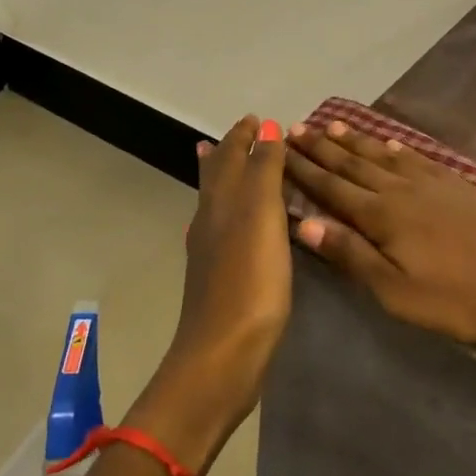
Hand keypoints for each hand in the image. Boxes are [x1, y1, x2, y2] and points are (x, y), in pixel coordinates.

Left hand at [131, 115, 291, 471]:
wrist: (223, 356)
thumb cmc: (249, 281)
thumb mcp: (263, 216)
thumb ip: (264, 171)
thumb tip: (265, 127)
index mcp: (221, 202)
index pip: (230, 156)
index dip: (242, 136)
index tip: (254, 118)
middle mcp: (210, 220)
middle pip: (216, 177)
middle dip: (228, 153)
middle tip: (239, 136)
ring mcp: (211, 252)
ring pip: (217, 203)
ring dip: (225, 180)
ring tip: (228, 167)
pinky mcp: (220, 279)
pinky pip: (225, 229)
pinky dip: (232, 212)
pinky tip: (236, 227)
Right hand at [285, 119, 475, 372]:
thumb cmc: (461, 298)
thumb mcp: (398, 292)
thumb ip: (352, 255)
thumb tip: (304, 224)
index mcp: (382, 216)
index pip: (332, 188)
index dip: (303, 169)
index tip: (279, 149)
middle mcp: (402, 190)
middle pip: (353, 165)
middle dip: (321, 148)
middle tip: (295, 128)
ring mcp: (433, 183)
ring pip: (383, 156)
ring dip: (355, 141)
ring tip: (331, 125)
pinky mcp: (459, 185)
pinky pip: (418, 158)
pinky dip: (397, 149)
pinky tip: (392, 145)